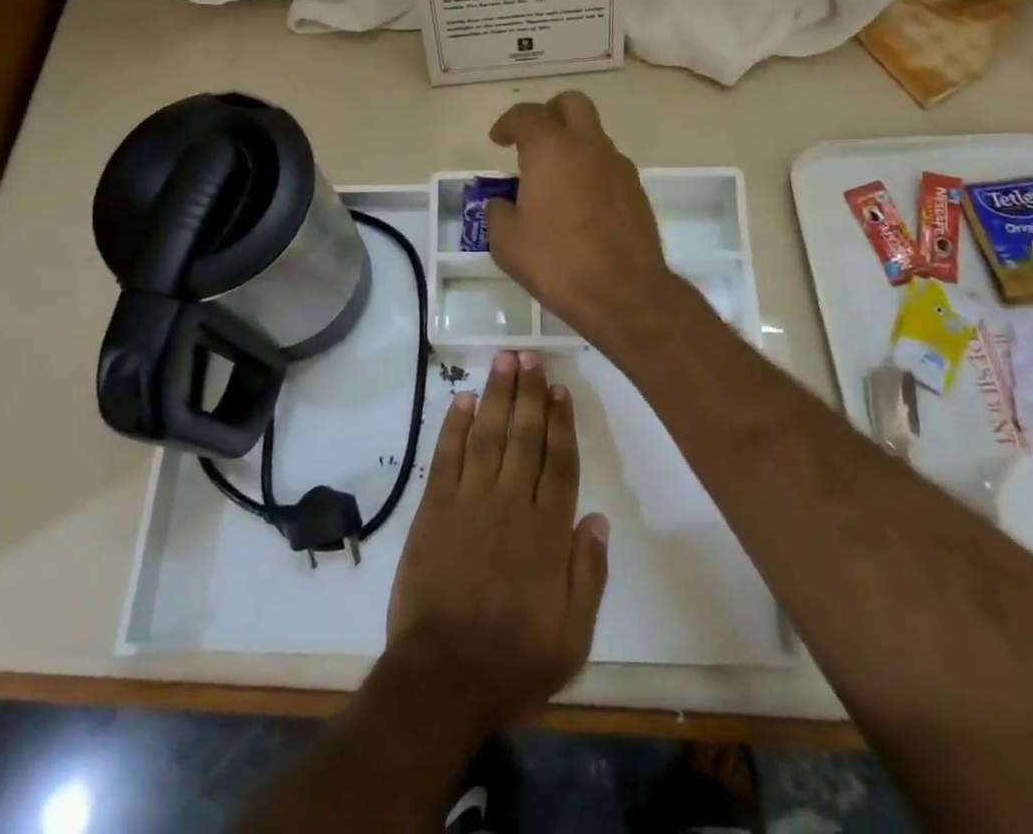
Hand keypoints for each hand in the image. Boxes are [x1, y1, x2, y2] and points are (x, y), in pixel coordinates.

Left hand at [385, 350, 608, 730]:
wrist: (442, 678)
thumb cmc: (513, 661)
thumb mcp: (573, 637)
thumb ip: (588, 574)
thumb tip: (598, 517)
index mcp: (547, 532)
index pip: (559, 463)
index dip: (561, 422)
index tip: (561, 388)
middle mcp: (510, 505)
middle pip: (524, 437)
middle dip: (530, 393)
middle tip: (531, 355)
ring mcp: (469, 502)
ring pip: (487, 435)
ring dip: (497, 395)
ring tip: (504, 360)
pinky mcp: (434, 509)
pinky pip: (446, 456)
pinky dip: (454, 425)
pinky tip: (463, 399)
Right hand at [485, 91, 687, 345]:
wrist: (625, 293)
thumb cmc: (557, 262)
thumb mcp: (507, 242)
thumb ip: (498, 212)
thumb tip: (504, 203)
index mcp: (552, 149)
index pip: (526, 115)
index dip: (507, 123)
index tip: (498, 140)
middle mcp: (588, 146)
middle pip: (571, 104)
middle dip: (549, 113)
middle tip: (532, 140)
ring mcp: (618, 166)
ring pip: (593, 135)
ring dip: (572, 145)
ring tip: (553, 181)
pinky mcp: (636, 190)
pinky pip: (608, 165)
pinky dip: (590, 171)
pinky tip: (579, 205)